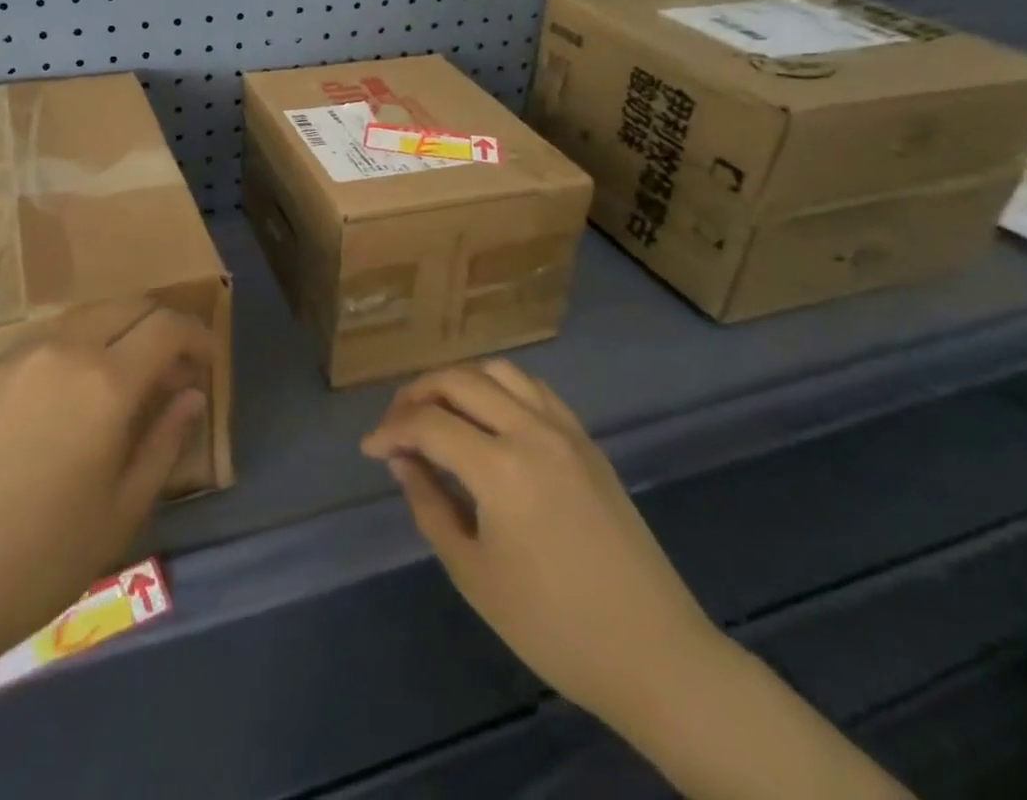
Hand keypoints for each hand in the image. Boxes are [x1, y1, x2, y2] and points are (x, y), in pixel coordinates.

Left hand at [0, 299, 211, 687]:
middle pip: (128, 306)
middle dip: (160, 327)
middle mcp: (63, 349)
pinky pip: (45, 338)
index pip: (167, 327)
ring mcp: (16, 354)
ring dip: (117, 333)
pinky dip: (76, 346)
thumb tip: (192, 396)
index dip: (197, 336)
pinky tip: (68, 393)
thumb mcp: (121, 513)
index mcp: (105, 382)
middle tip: (171, 370)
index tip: (207, 363)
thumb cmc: (36, 562)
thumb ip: (164, 442)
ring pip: (85, 316)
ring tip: (123, 380)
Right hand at [362, 360, 724, 729]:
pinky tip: (489, 418)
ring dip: (459, 382)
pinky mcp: (587, 441)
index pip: (428, 424)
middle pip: (459, 380)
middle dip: (417, 394)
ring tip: (439, 412)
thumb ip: (429, 505)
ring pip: (499, 372)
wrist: (656, 655)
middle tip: (397, 425)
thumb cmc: (554, 626)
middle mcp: (531, 431)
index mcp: (501, 467)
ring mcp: (565, 431)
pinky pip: (534, 389)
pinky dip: (500, 388)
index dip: (390, 430)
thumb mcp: (474, 573)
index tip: (370, 448)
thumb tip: (402, 460)